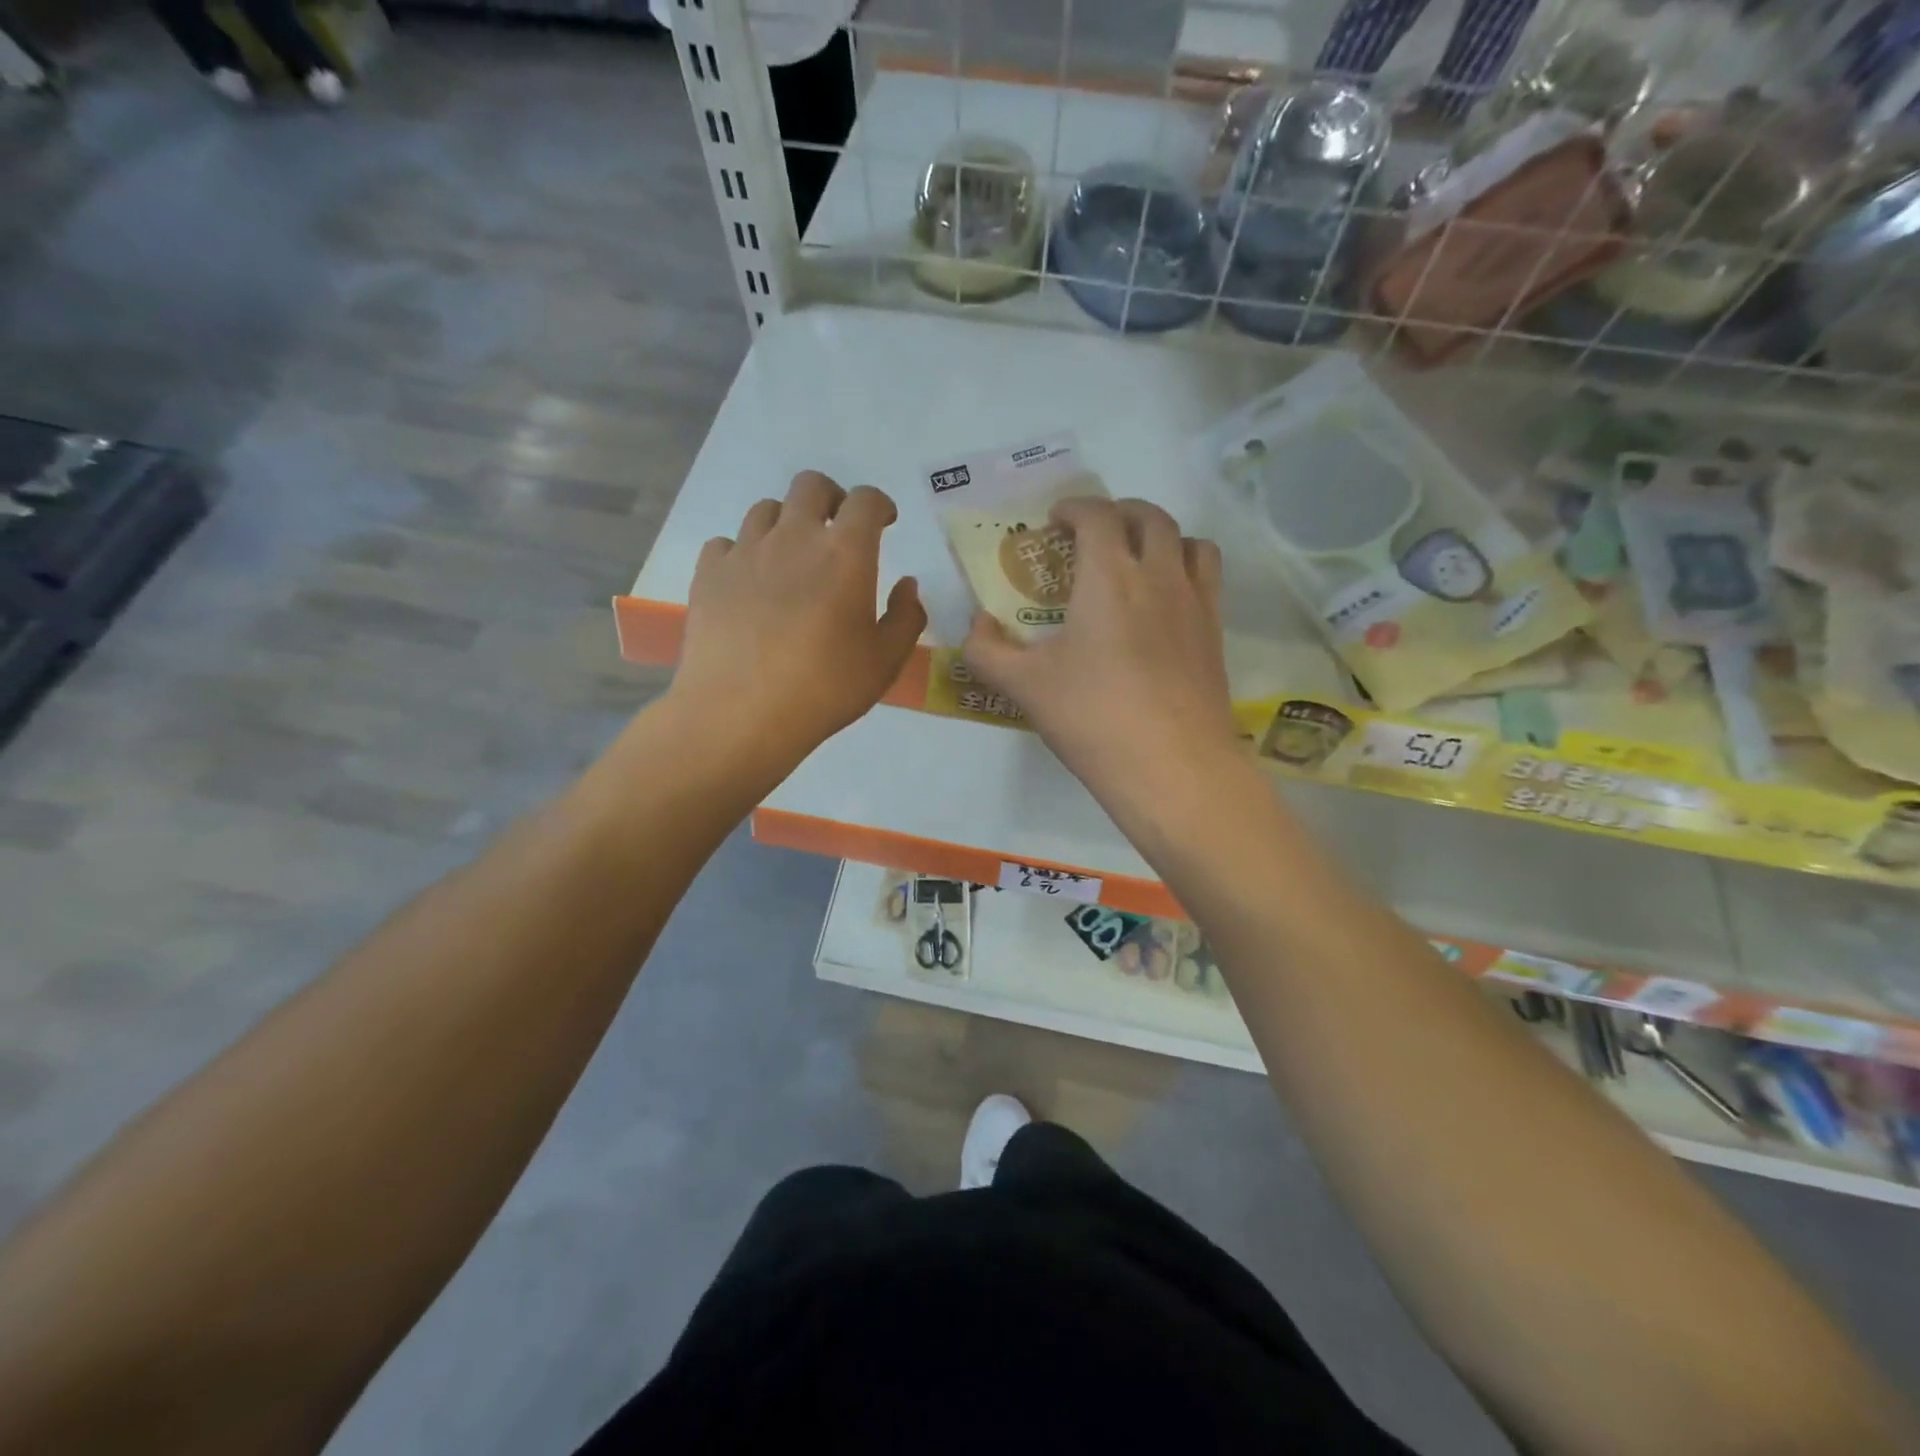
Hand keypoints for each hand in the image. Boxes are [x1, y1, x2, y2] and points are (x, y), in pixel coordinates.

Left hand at [669, 471, 925, 764]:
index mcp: (845, 554)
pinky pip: (726, 543)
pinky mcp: (709, 573)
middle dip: (831, 498)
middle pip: (811, 485)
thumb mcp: (885, 662)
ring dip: (786, 523)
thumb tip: (907, 585)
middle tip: (837, 529)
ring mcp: (746, 552)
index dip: (879, 504)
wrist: (740, 713)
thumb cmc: (825, 689)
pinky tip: (748, 581)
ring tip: (791, 558)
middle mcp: (794, 537)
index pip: (866, 500)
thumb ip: (905, 617)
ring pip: (766, 509)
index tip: (884, 522)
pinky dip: (743, 552)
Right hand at [962, 497, 1240, 802]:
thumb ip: (987, 650)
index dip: (1074, 507)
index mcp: (1110, 577)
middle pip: (1149, 517)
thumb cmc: (1093, 719)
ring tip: (1137, 560)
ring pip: (1189, 541)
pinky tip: (1164, 605)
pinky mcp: (1215, 634)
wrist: (1172, 768)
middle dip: (1118, 513)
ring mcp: (1195, 604)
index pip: (1098, 515)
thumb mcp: (1023, 687)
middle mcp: (1159, 576)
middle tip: (1093, 535)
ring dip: (1160, 536)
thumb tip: (977, 625)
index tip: (1055, 521)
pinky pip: (1208, 579)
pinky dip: (1186, 570)